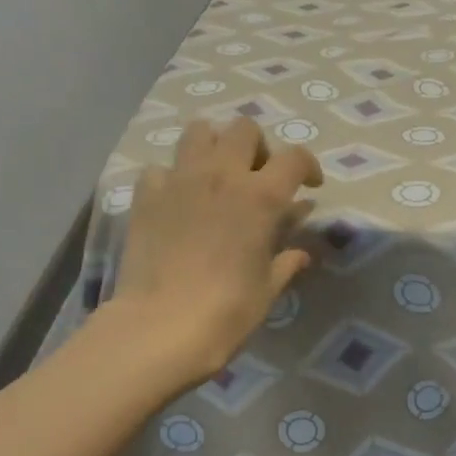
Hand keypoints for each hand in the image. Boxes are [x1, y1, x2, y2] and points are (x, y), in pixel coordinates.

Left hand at [104, 118, 322, 384]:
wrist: (162, 326)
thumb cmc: (228, 311)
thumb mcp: (268, 289)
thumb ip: (286, 262)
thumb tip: (301, 253)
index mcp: (260, 197)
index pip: (294, 158)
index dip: (308, 166)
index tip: (310, 187)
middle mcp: (221, 175)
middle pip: (244, 129)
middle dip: (258, 148)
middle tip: (258, 178)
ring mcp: (179, 180)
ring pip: (199, 131)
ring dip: (214, 146)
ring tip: (218, 177)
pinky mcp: (146, 195)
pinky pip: (161, 167)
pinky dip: (173, 177)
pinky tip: (178, 202)